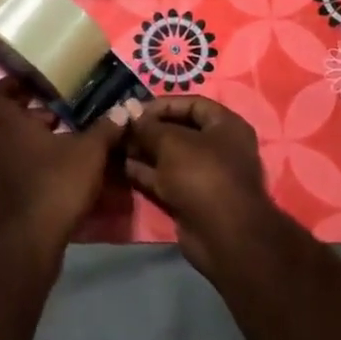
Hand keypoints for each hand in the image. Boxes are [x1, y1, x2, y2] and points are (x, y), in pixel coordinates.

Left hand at [0, 79, 125, 252]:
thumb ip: (106, 128)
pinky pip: (12, 161)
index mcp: (7, 124)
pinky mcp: (2, 190)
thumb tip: (125, 108)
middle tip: (53, 109)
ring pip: (7, 140)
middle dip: (26, 111)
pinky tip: (59, 161)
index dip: (8, 85)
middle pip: (1, 117)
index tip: (32, 83)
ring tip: (61, 133)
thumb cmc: (56, 183)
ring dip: (29, 134)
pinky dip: (30, 156)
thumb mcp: (89, 151)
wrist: (33, 239)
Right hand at [122, 96, 284, 276]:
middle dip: (149, 129)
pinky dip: (146, 172)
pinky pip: (165, 179)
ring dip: (143, 151)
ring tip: (115, 145)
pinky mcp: (190, 198)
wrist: (223, 236)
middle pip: (179, 130)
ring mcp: (204, 175)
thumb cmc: (203, 174)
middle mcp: (218, 147)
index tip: (133, 109)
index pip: (191, 104)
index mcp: (225, 125)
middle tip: (120, 127)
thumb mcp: (172, 142)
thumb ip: (149, 127)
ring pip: (169, 156)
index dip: (162, 104)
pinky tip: (121, 166)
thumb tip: (131, 113)